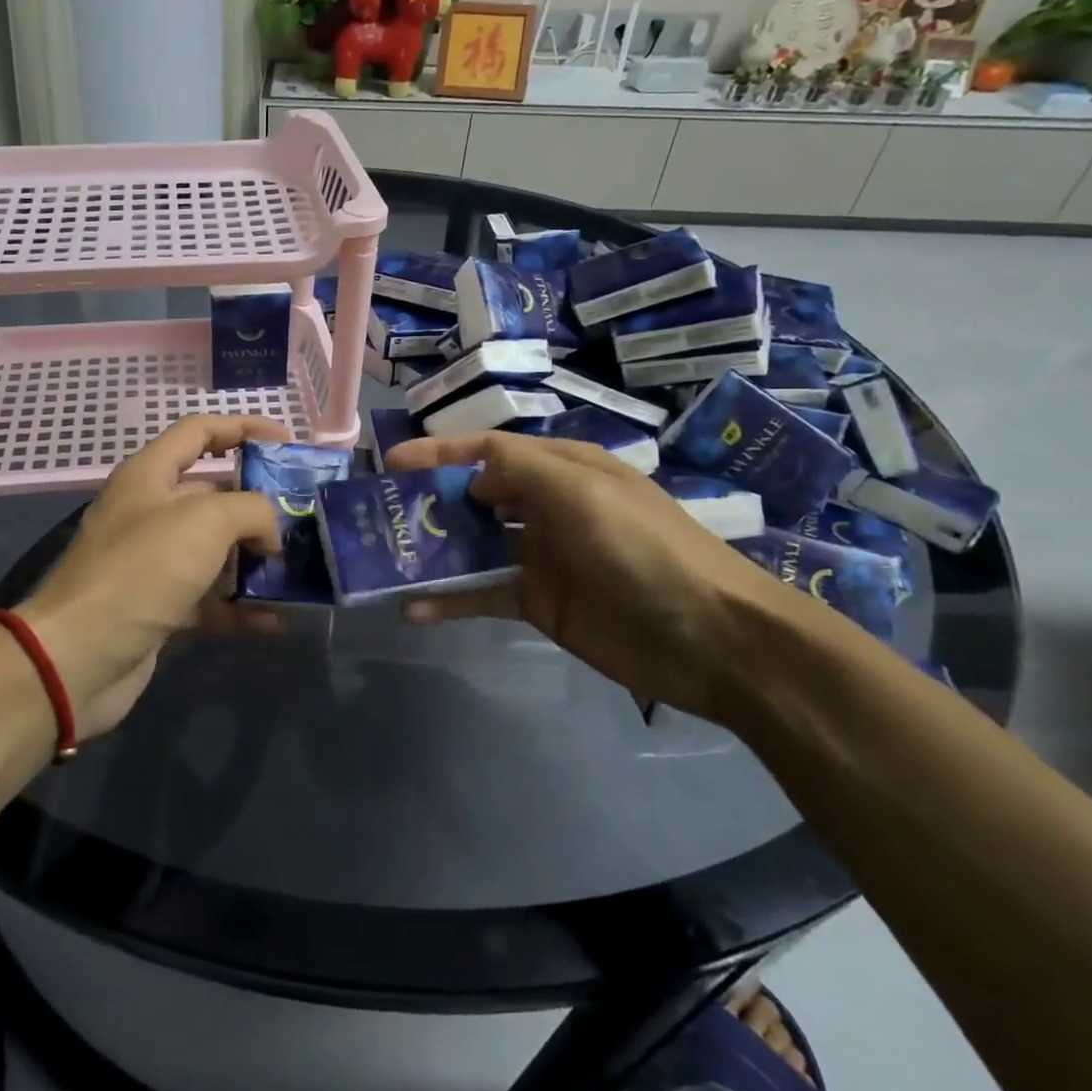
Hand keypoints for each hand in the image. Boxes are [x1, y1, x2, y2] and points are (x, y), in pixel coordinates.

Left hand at [18, 415, 285, 737]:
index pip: (199, 431)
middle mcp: (149, 512)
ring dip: (253, 559)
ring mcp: (152, 563)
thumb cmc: (141, 571)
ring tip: (298, 568)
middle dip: (258, 502)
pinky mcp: (158, 608)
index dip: (243, 427)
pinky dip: (239, 608)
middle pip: (212, 493)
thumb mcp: (205, 522)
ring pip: (214, 550)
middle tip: (303, 516)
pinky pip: (208, 600)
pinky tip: (275, 621)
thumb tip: (270, 532)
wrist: (77, 658)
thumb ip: (251, 510)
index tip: (287, 443)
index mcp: (149, 475)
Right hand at [385, 432, 793, 722]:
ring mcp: (541, 557)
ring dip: (433, 551)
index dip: (441, 453)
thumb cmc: (641, 547)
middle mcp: (547, 507)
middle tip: (380, 514)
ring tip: (384, 559)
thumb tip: (471, 479)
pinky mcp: (539, 603)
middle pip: (475, 497)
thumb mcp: (579, 489)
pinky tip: (414, 609)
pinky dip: (449, 600)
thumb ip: (516, 468)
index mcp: (561, 470)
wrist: (711, 639)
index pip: (489, 451)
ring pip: (473, 546)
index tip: (392, 463)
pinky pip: (483, 595)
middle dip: (430, 501)